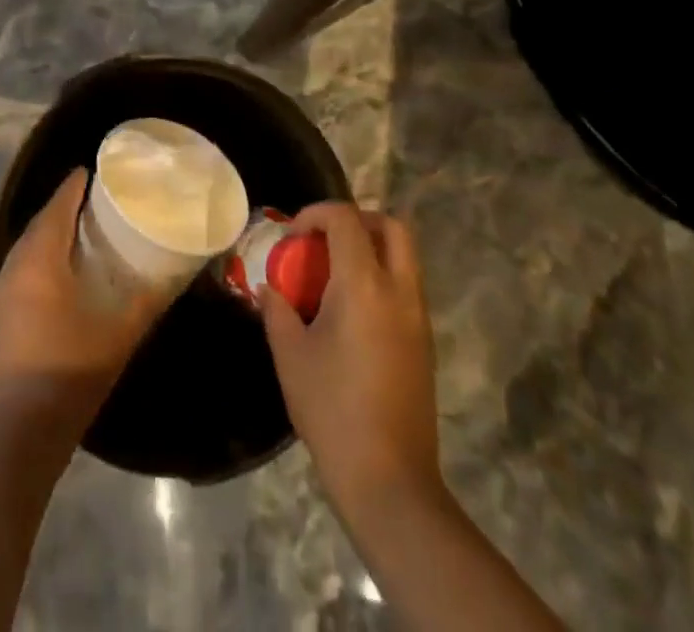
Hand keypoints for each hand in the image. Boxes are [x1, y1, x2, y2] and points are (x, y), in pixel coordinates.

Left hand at [0, 169, 169, 436]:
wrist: (14, 434)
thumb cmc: (68, 372)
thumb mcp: (118, 334)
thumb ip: (147, 300)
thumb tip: (175, 272)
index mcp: (40, 259)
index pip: (57, 206)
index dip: (74, 186)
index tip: (93, 171)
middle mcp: (15, 267)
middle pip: (40, 224)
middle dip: (64, 208)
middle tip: (96, 202)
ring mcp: (1, 295)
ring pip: (29, 249)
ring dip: (52, 236)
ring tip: (84, 234)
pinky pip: (23, 271)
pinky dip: (43, 260)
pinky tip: (64, 276)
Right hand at [261, 203, 444, 518]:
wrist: (390, 481)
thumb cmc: (332, 411)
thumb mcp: (290, 355)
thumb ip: (277, 310)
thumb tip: (269, 288)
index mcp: (364, 285)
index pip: (346, 219)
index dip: (316, 213)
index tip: (292, 235)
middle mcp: (399, 291)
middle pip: (391, 226)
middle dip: (356, 219)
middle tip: (323, 239)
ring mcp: (418, 317)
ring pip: (404, 255)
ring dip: (371, 247)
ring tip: (333, 273)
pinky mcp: (425, 342)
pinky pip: (406, 286)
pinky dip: (381, 276)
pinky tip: (351, 310)